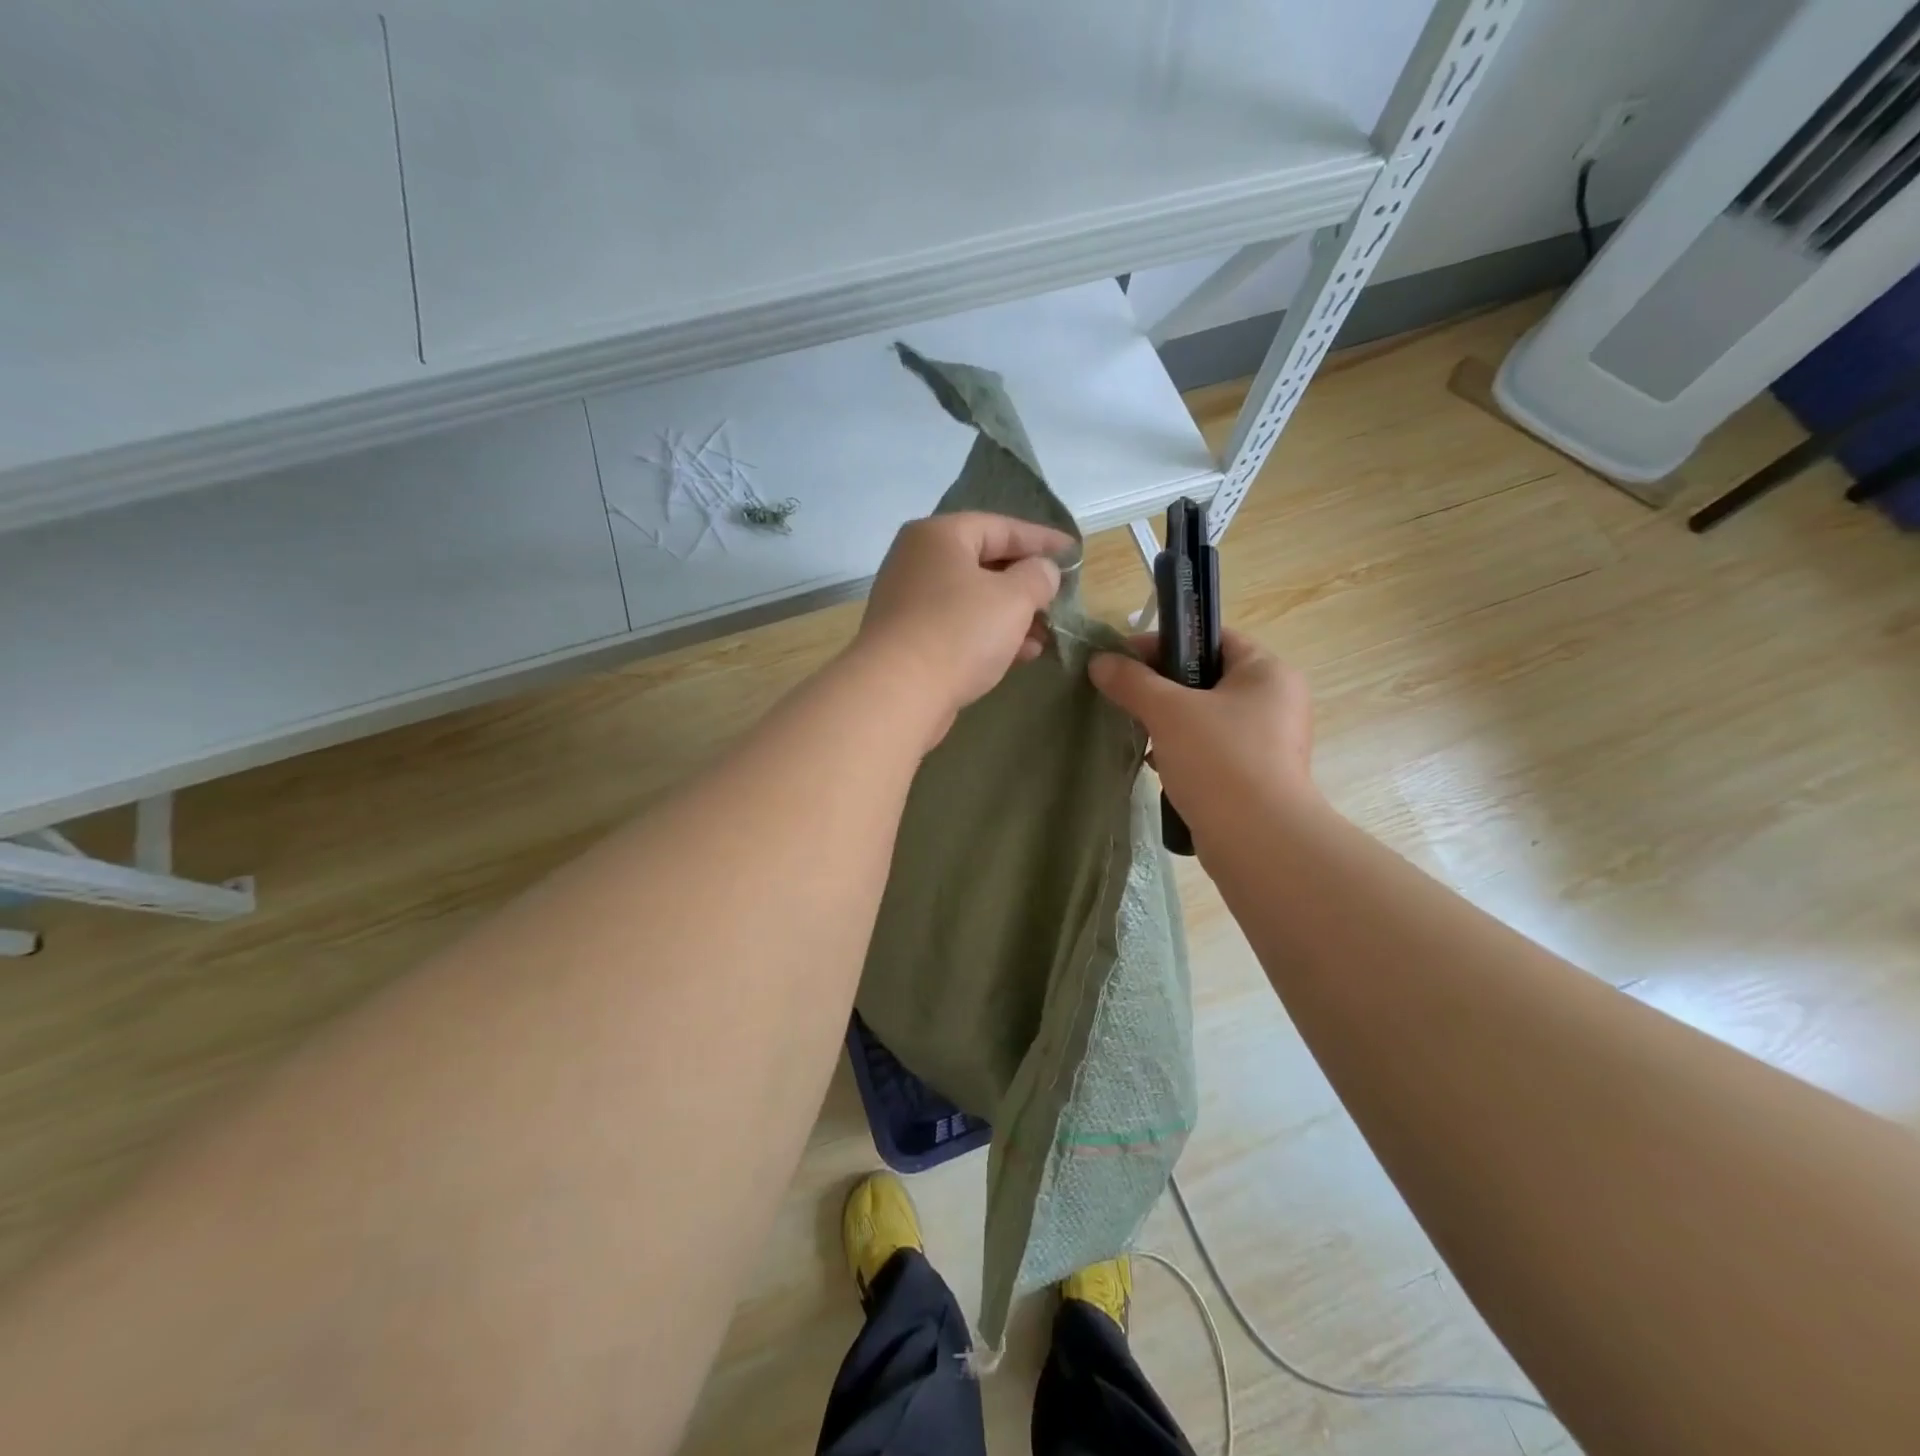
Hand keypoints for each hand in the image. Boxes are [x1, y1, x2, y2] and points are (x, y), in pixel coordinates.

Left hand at [855, 512, 1073, 746]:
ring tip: (1048, 634)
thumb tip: (1041, 572)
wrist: (898, 693)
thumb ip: (1037, 577)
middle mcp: (918, 561)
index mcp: (939, 535)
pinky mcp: (909, 640)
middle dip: (1027, 583)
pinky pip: (959, 627)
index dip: (1042, 539)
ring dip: (1013, 615)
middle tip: (1060, 598)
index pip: (1000, 526)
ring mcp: (909, 602)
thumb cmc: (959, 632)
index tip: (1073, 552)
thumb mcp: (1014, 598)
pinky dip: (990, 636)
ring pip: (973, 600)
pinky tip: (1022, 654)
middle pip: (984, 563)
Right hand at [1088, 629, 1317, 838]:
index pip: (1212, 638)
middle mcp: (1275, 701)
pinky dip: (1183, 752)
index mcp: (1267, 672)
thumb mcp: (1168, 712)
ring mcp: (1269, 742)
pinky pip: (1211, 750)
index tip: (1123, 658)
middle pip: (1206, 678)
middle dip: (1161, 687)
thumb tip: (1099, 661)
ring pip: (1206, 717)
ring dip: (1169, 722)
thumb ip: (1132, 682)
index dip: (1165, 642)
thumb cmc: (1219, 760)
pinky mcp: (1255, 777)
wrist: (1258, 841)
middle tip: (1124, 695)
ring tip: (1135, 731)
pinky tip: (1157, 765)